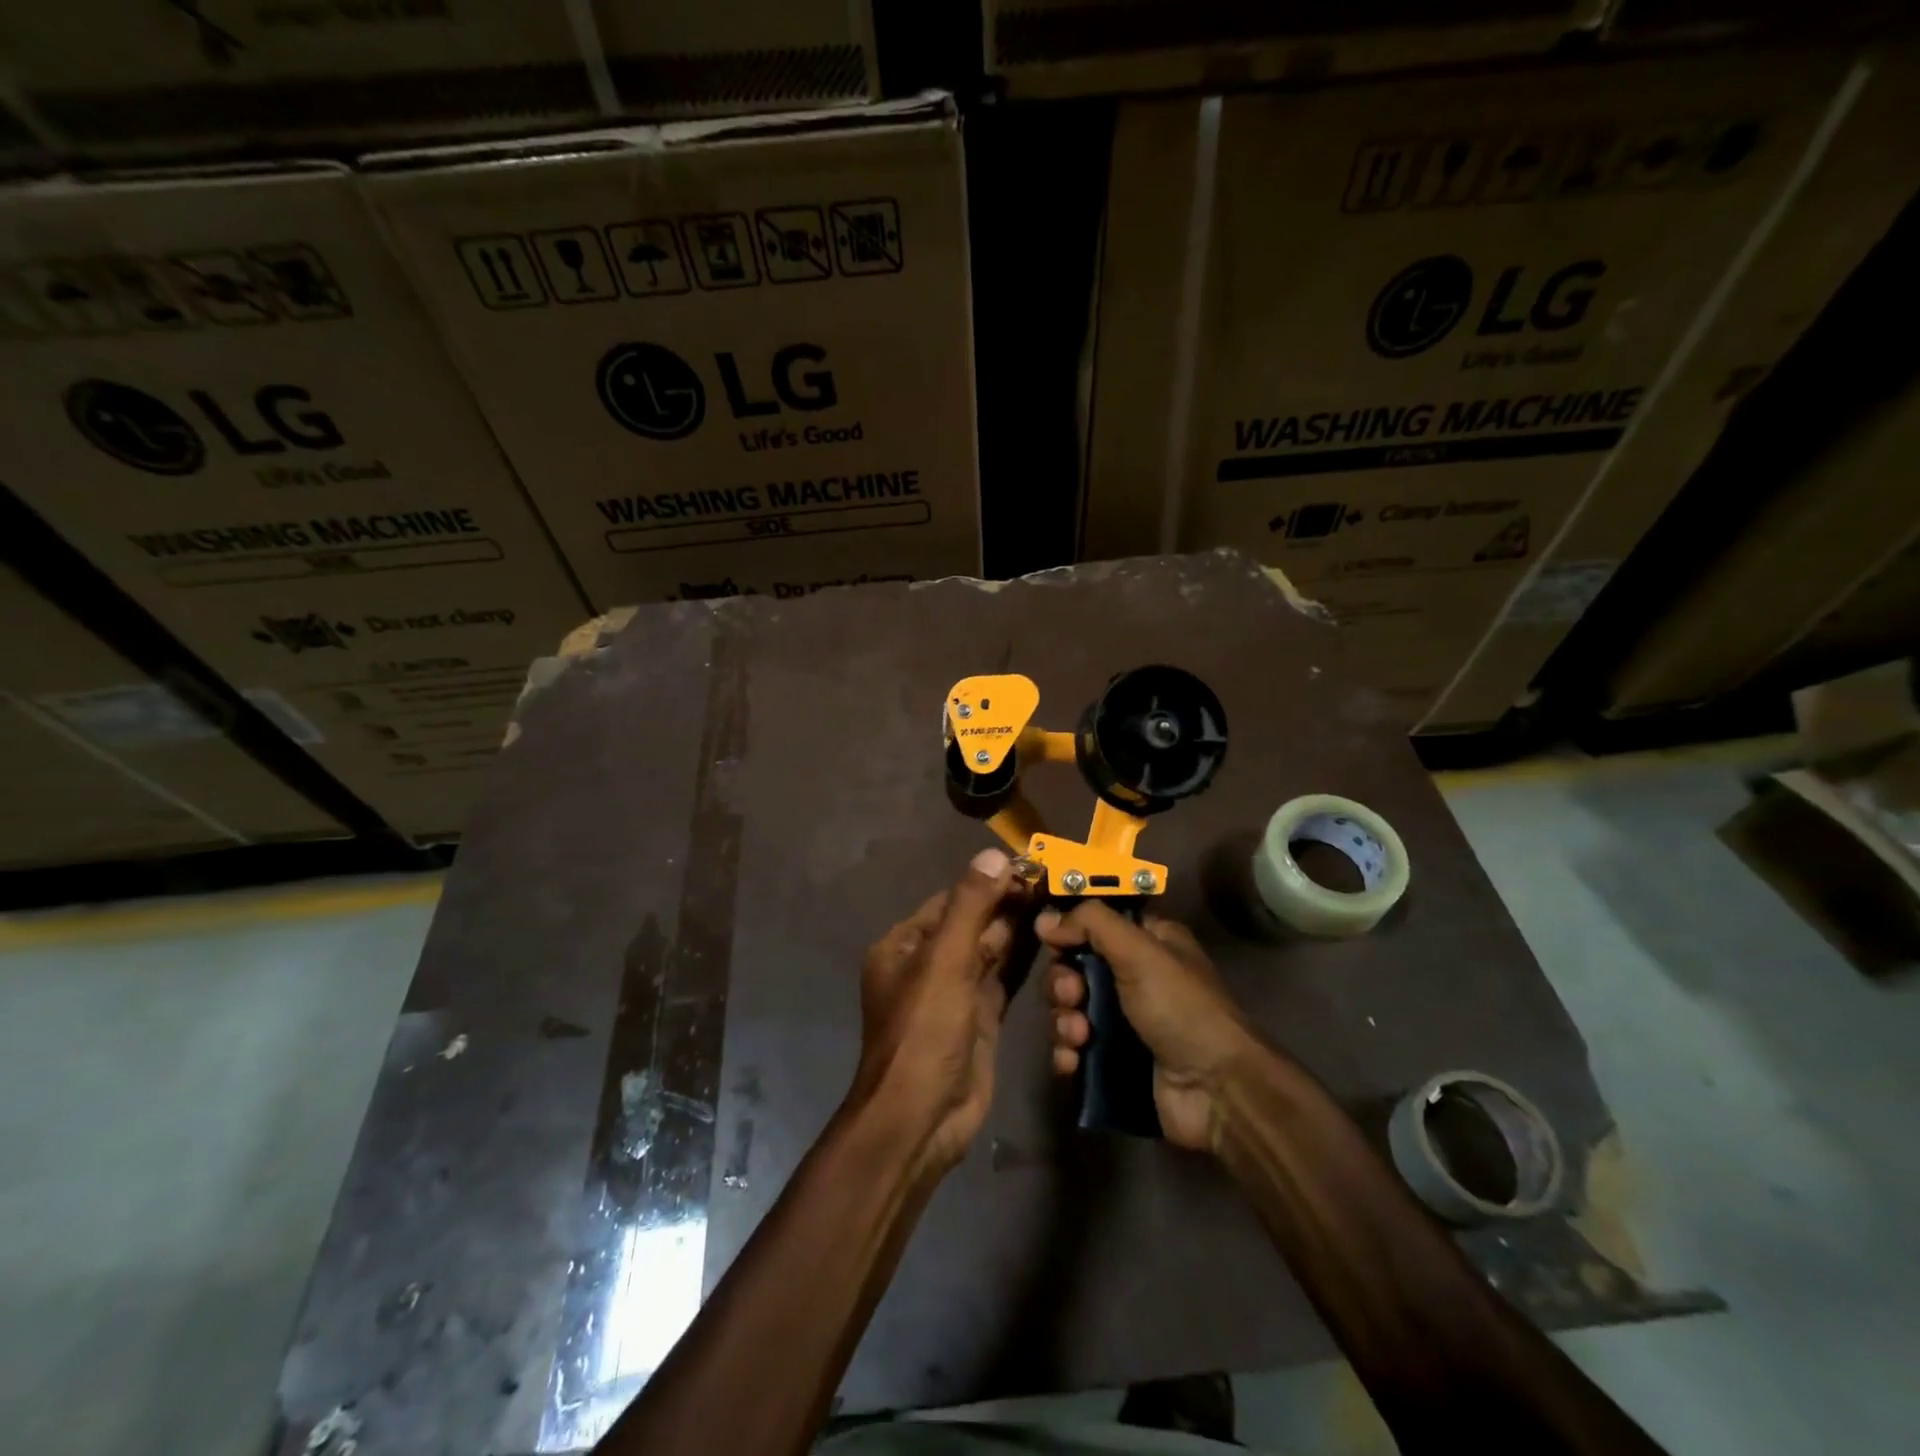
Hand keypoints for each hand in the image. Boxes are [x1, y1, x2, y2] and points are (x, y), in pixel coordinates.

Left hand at [847, 847, 1029, 1172]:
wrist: (922, 1118)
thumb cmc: (924, 1031)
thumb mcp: (944, 961)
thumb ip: (971, 906)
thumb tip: (995, 854)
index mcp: (905, 945)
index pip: (952, 900)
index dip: (989, 882)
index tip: (1030, 865)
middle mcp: (928, 964)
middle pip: (973, 923)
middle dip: (1008, 903)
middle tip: (1054, 882)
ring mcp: (955, 992)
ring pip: (991, 950)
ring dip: (1019, 928)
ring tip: (1058, 901)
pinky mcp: (980, 1018)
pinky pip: (1003, 978)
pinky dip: (1024, 959)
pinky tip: (1052, 939)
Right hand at [1039, 903, 1263, 1152]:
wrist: (1215, 1091)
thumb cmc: (1181, 1008)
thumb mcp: (1140, 951)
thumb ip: (1091, 923)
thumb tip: (1044, 919)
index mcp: (1147, 942)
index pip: (1095, 923)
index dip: (1070, 931)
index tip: (1054, 941)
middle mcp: (1133, 977)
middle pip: (1074, 967)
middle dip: (1063, 983)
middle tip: (1073, 996)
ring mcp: (1122, 1021)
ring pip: (1069, 1009)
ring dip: (1063, 1021)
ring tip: (1080, 1036)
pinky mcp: (1112, 1060)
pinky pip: (1073, 1048)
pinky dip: (1067, 1053)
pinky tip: (1073, 1062)